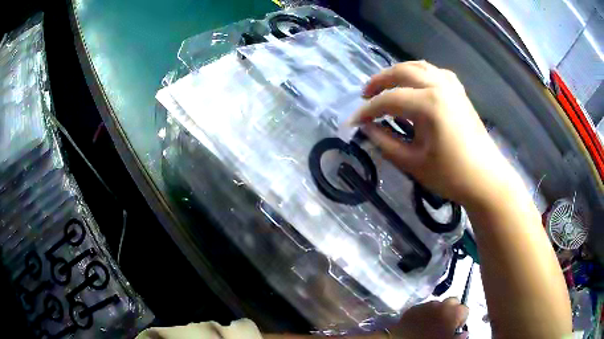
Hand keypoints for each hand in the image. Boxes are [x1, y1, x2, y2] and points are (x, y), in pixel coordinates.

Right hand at [350, 61, 515, 205]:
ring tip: (385, 86)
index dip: (367, 110)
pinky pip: (435, 72)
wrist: (485, 178)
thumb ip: (385, 142)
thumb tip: (366, 127)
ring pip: (418, 67)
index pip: (389, 100)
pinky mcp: (459, 91)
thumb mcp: (412, 162)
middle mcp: (439, 87)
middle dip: (379, 82)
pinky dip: (419, 73)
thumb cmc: (450, 175)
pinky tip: (415, 84)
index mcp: (429, 104)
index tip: (353, 122)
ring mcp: (452, 86)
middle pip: (402, 72)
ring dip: (397, 73)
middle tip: (364, 95)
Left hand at [390, 297, 468, 338]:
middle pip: (452, 302)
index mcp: (453, 313)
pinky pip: (423, 307)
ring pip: (438, 303)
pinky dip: (425, 312)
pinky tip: (421, 322)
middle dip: (451, 310)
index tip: (456, 327)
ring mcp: (426, 305)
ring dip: (438, 310)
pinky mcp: (413, 308)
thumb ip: (459, 336)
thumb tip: (464, 333)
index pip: (465, 309)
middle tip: (446, 323)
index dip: (461, 319)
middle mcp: (441, 305)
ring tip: (432, 323)